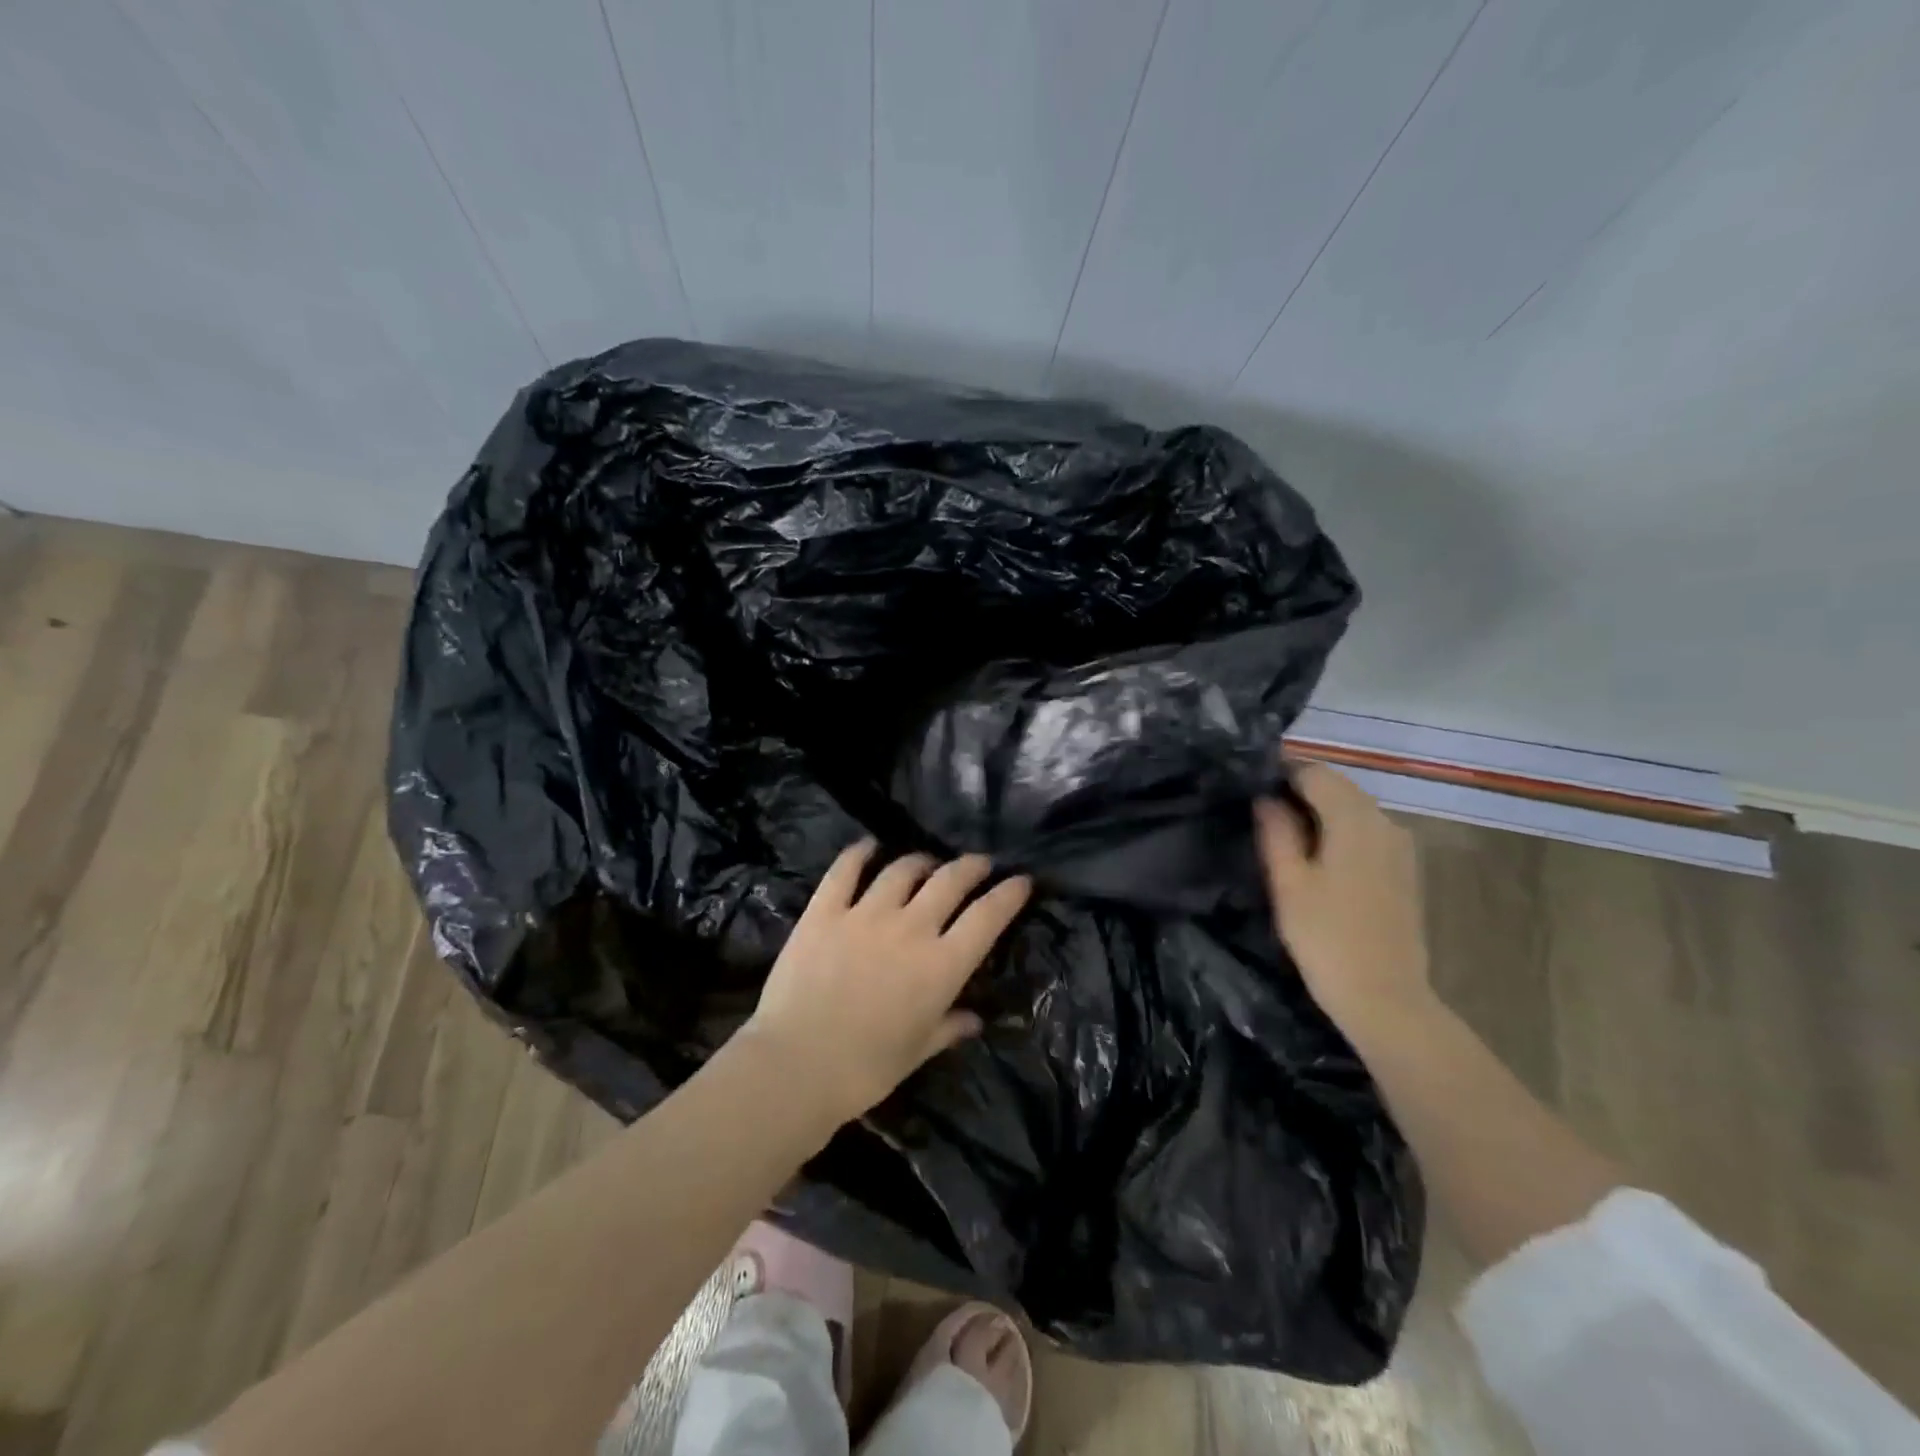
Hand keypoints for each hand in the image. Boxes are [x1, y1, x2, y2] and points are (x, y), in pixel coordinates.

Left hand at [742, 841, 1031, 1127]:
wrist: (796, 1065)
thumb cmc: (865, 1069)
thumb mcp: (916, 1051)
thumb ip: (948, 1028)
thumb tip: (974, 1019)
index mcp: (941, 965)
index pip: (987, 917)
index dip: (1009, 894)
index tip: (1021, 881)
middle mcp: (911, 928)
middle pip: (950, 881)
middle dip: (971, 867)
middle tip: (979, 863)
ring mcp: (866, 914)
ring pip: (903, 870)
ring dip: (921, 861)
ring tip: (927, 863)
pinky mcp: (825, 911)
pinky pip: (846, 870)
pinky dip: (859, 853)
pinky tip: (868, 847)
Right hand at [1254, 762, 1435, 1035]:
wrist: (1385, 997)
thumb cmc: (1326, 938)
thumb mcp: (1288, 883)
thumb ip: (1276, 832)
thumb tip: (1265, 798)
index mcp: (1355, 820)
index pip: (1315, 773)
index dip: (1282, 773)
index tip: (1251, 786)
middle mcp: (1385, 822)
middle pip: (1339, 787)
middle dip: (1301, 789)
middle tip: (1262, 809)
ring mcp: (1401, 846)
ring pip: (1355, 808)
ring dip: (1321, 810)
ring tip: (1284, 832)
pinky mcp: (1405, 869)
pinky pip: (1368, 831)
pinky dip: (1341, 830)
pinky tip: (1318, 855)